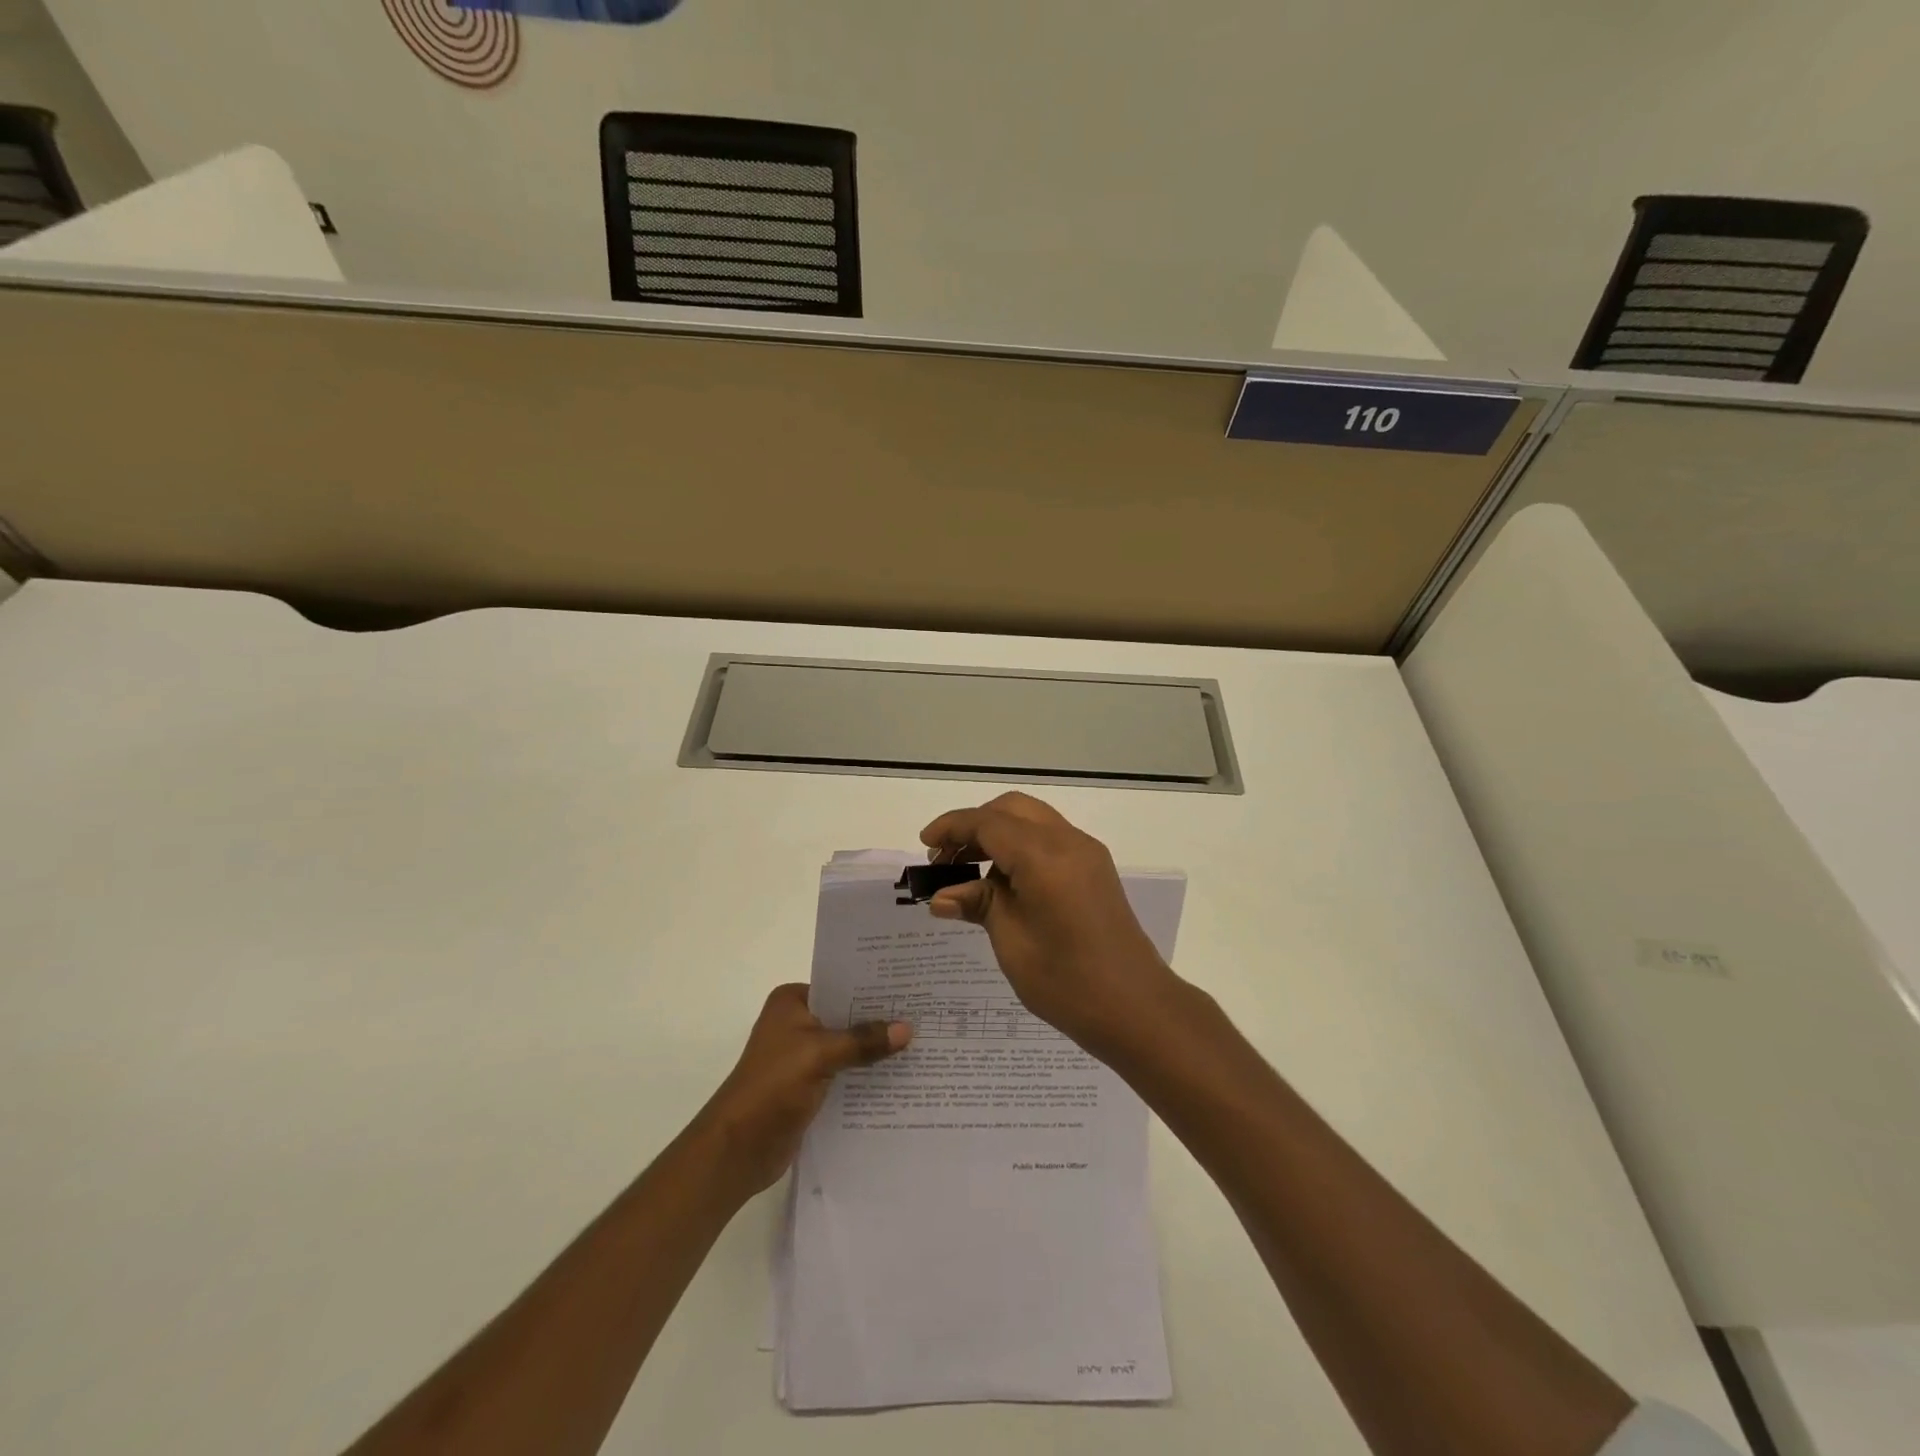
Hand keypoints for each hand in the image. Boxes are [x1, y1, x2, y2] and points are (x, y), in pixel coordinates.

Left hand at [696, 985, 910, 1197]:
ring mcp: (803, 1056)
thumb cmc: (772, 1086)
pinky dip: (866, 1075)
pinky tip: (900, 1077)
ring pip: (848, 1046)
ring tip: (922, 1043)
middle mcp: (797, 1023)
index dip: (873, 987)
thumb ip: (863, 1041)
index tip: (911, 987)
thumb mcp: (820, 1054)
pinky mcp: (810, 1087)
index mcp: (792, 1002)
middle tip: (925, 1014)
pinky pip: (846, 1073)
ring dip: (876, 1050)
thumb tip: (907, 1028)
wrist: (738, 1149)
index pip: (840, 985)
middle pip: (847, 1016)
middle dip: (880, 1020)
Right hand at [918, 792, 1179, 1055]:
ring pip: (1032, 820)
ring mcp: (1086, 853)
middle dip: (975, 825)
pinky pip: (1050, 838)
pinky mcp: (1095, 869)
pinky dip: (1021, 845)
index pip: (988, 822)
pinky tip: (1004, 881)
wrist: (1135, 1007)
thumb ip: (978, 904)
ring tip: (969, 871)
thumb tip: (941, 895)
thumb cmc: (1066, 981)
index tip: (925, 846)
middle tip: (947, 859)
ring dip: (998, 833)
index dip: (952, 828)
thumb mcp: (1011, 941)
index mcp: (1044, 856)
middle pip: (1011, 809)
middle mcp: (1068, 841)